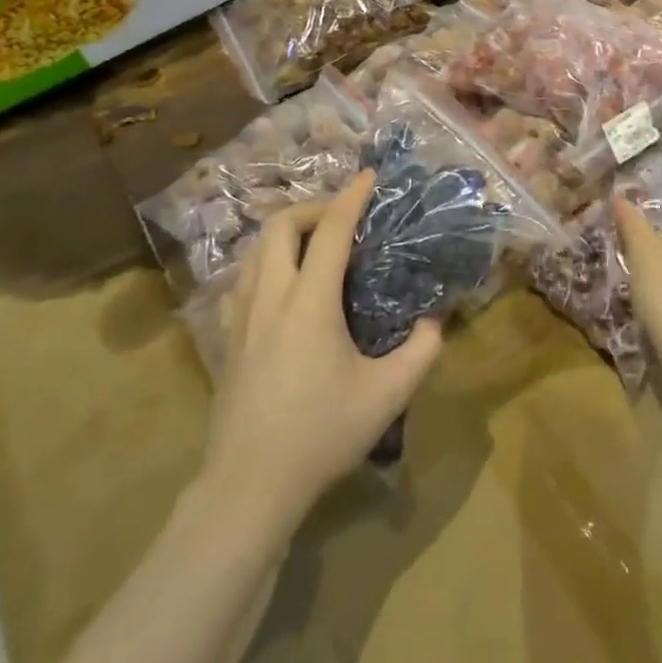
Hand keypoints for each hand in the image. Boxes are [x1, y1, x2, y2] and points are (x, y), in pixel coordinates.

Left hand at [201, 172, 442, 526]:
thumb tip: (435, 320)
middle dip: (311, 208)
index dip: (352, 197)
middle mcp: (270, 297)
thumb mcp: (388, 395)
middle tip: (341, 218)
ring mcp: (240, 318)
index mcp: (309, 303)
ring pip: (254, 250)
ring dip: (284, 234)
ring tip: (313, 246)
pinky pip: (241, 281)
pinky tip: (282, 288)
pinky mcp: (226, 340)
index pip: (330, 231)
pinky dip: (265, 265)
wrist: (249, 485)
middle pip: (278, 225)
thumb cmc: (321, 434)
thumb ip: (422, 351)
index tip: (370, 176)